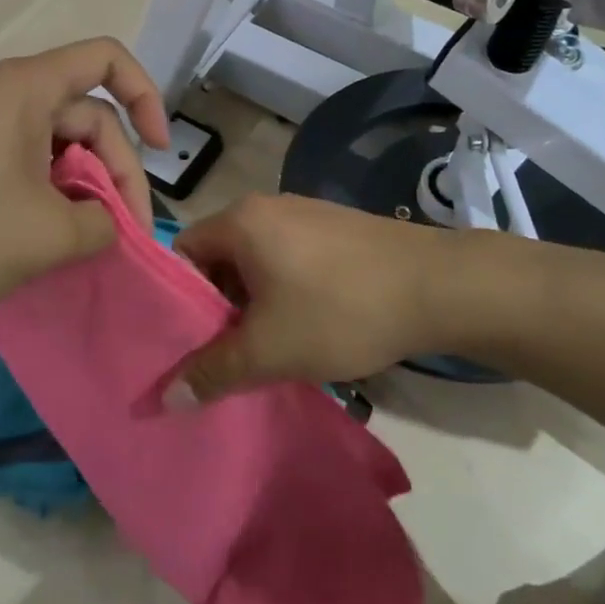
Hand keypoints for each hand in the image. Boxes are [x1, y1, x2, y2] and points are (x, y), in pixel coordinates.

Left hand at [0, 38, 170, 335]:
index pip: (107, 59)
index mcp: (26, 87)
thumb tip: (105, 223)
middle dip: (115, 170)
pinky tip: (44, 237)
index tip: (160, 149)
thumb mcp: (49, 235)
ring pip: (55, 143)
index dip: (146, 96)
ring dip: (81, 186)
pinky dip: (47, 192)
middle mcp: (2, 93)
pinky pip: (23, 160)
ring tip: (83, 240)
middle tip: (122, 234)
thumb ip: (103, 224)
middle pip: (86, 113)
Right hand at [170, 195, 513, 401]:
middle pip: (219, 257)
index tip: (189, 341)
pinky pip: (289, 257)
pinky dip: (284, 290)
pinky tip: (307, 325)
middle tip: (226, 353)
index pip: (183, 253)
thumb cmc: (340, 310)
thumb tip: (167, 397)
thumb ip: (213, 372)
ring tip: (267, 347)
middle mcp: (266, 206)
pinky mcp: (335, 228)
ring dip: (253, 302)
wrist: (437, 286)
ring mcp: (304, 213)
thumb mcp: (270, 350)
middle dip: (218, 306)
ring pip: (256, 261)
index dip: (179, 299)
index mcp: (240, 220)